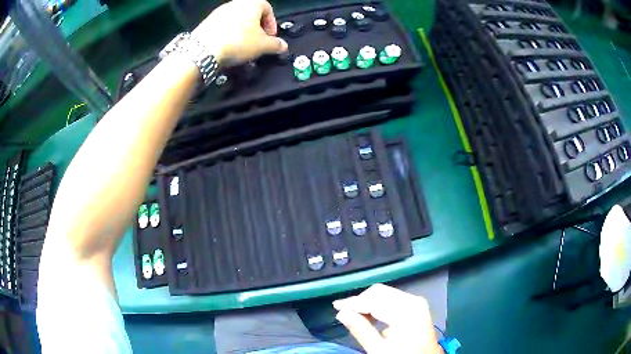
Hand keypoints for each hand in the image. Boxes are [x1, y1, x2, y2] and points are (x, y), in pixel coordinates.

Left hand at [192, 0, 288, 64]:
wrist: (203, 49)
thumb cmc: (237, 42)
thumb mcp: (263, 46)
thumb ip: (276, 45)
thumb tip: (282, 46)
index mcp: (252, 3)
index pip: (268, 9)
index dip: (272, 24)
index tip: (271, 37)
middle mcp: (236, 3)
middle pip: (251, 14)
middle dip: (257, 28)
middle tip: (258, 42)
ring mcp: (220, 11)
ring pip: (237, 20)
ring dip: (242, 31)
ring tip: (243, 47)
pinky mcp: (207, 22)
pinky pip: (223, 26)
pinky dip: (229, 34)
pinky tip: (228, 47)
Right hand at [333, 284, 442, 353]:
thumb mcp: (379, 349)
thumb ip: (360, 329)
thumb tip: (342, 313)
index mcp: (406, 310)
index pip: (373, 299)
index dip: (352, 302)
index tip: (336, 306)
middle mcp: (413, 301)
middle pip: (380, 292)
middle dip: (361, 301)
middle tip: (344, 312)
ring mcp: (418, 303)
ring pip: (387, 295)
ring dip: (370, 303)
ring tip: (355, 315)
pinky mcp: (418, 307)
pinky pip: (394, 300)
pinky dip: (381, 306)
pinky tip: (372, 317)